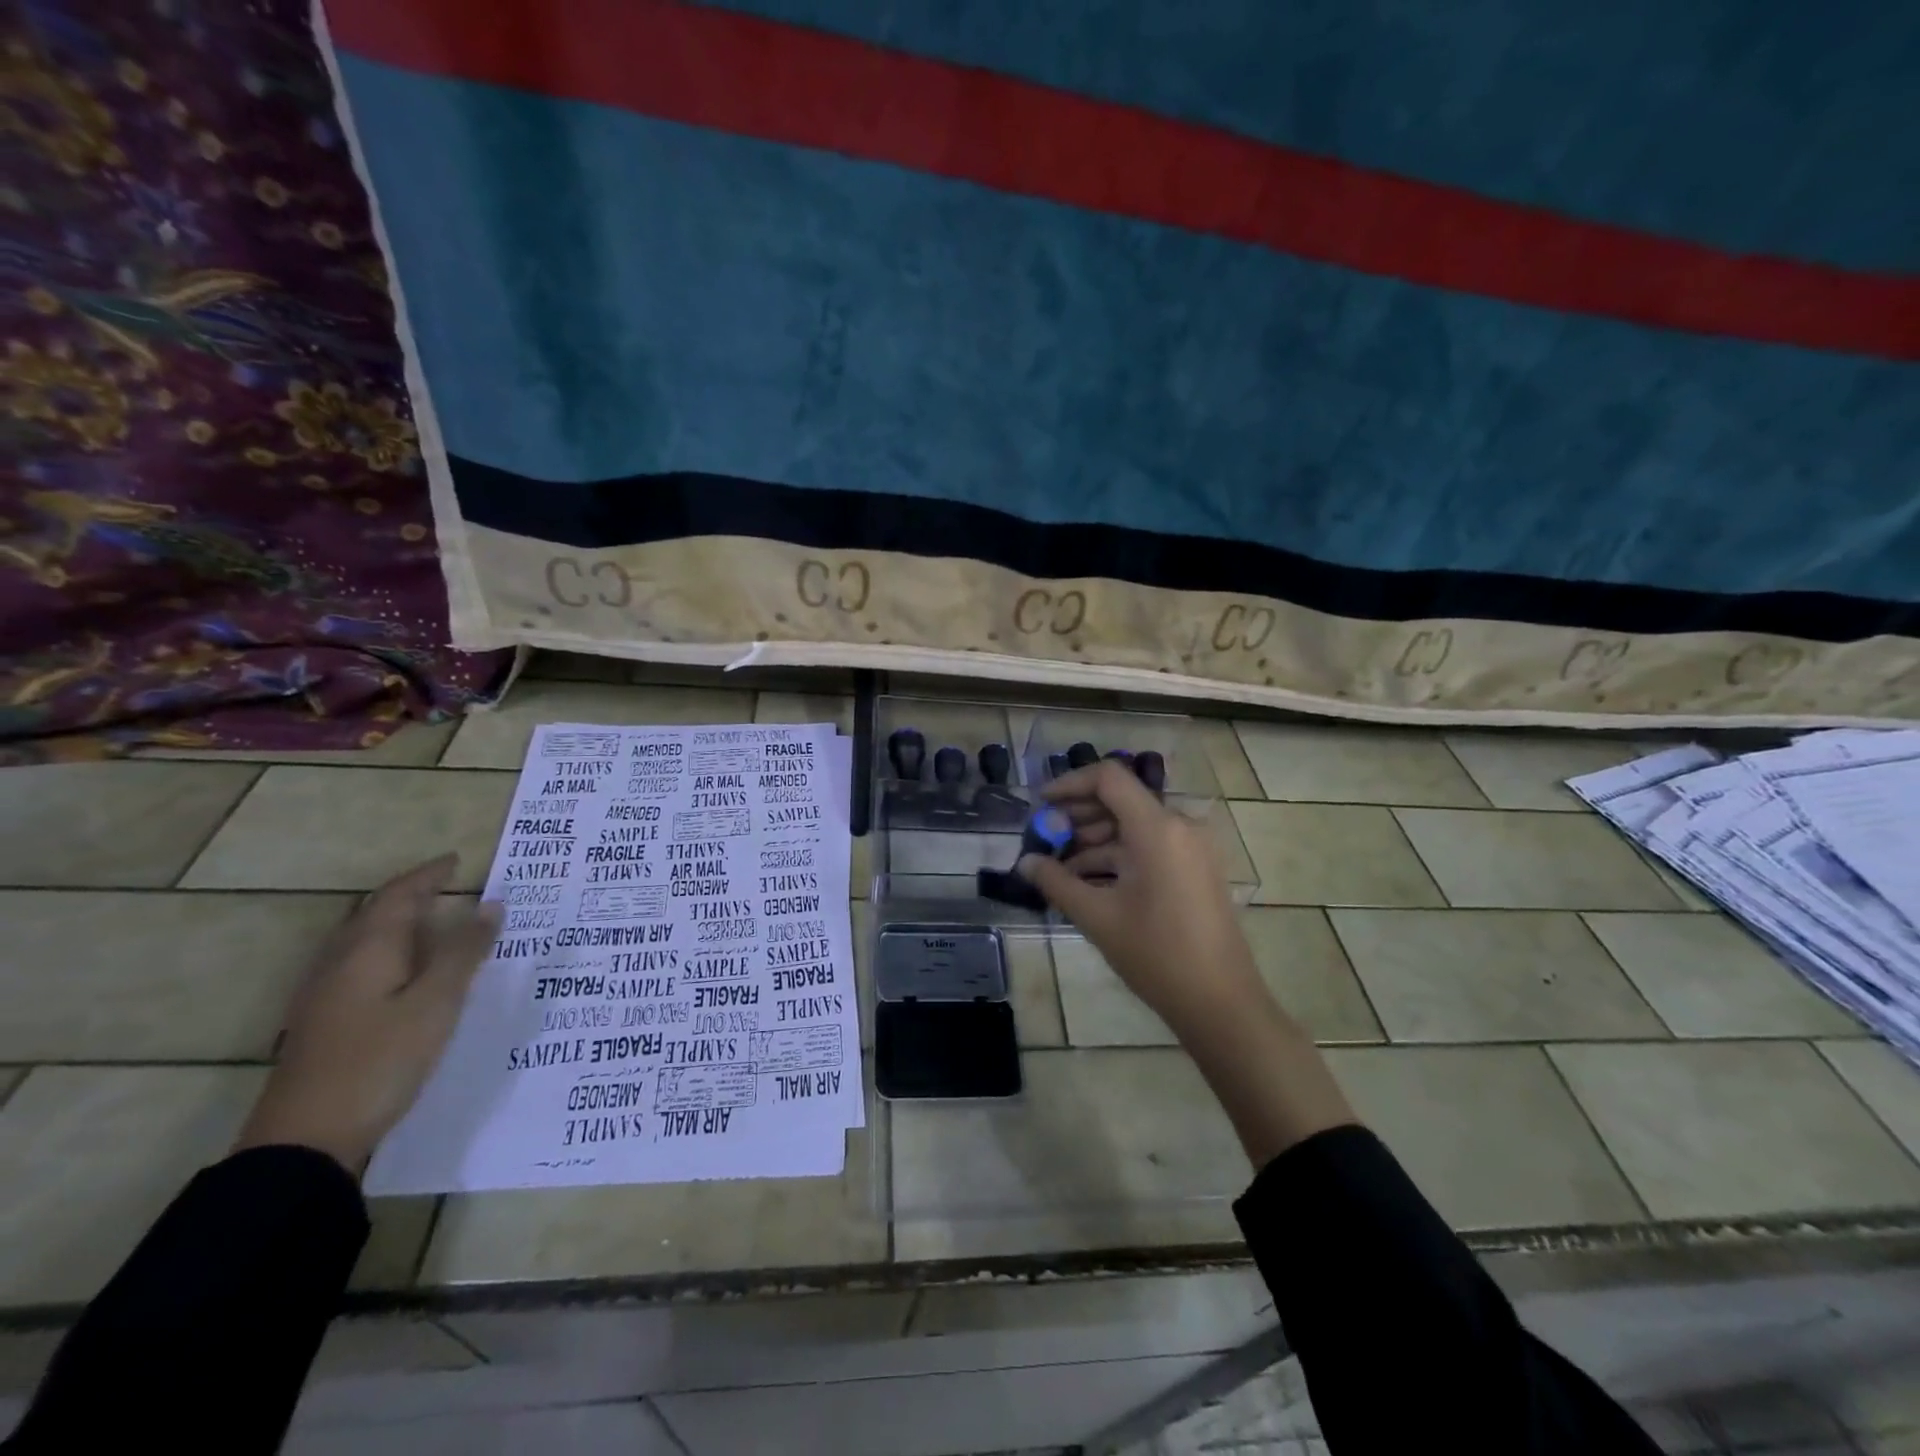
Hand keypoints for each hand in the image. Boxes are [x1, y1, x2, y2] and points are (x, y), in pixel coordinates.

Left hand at [234, 855, 501, 1174]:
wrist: (304, 1141)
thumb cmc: (379, 1062)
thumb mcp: (436, 1004)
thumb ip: (464, 952)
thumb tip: (490, 904)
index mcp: (367, 951)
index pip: (398, 896)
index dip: (427, 876)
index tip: (456, 861)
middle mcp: (339, 964)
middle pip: (373, 915)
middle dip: (409, 896)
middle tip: (447, 888)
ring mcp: (324, 995)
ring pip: (362, 942)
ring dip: (397, 925)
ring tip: (433, 925)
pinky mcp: (322, 1023)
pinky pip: (358, 966)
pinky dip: (388, 953)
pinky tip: (404, 975)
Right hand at [1019, 760, 1355, 1164]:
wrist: (1221, 1002)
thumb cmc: (1156, 955)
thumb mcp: (1097, 917)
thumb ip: (1057, 882)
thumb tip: (1025, 863)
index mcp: (1157, 828)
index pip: (1109, 778)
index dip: (1070, 783)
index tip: (1040, 804)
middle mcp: (1179, 826)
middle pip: (1121, 800)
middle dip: (1078, 815)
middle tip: (1044, 837)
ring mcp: (1192, 848)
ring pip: (1134, 826)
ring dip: (1096, 839)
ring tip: (1061, 866)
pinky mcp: (1196, 868)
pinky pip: (1151, 846)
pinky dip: (1119, 856)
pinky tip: (1091, 881)